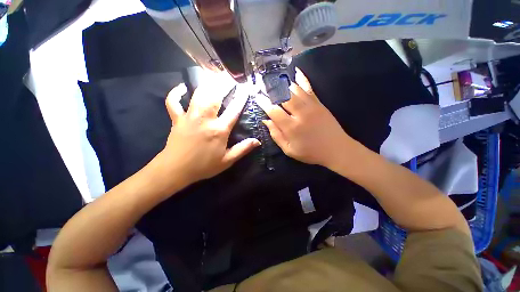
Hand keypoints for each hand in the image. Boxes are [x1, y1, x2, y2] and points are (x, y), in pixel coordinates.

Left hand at [156, 75, 260, 188]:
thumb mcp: (227, 161)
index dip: (241, 98)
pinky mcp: (177, 119)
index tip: (246, 88)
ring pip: (198, 95)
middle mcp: (205, 119)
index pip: (234, 110)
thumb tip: (257, 141)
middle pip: (215, 96)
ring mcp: (189, 117)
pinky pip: (173, 102)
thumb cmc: (204, 166)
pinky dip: (176, 93)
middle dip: (223, 84)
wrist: (176, 170)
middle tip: (229, 76)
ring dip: (206, 84)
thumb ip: (243, 149)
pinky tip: (182, 87)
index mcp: (219, 130)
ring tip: (212, 76)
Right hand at [255, 68, 354, 168]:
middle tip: (263, 84)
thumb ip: (276, 135)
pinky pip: (309, 87)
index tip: (257, 96)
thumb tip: (266, 121)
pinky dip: (302, 78)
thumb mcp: (289, 150)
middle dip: (271, 89)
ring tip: (274, 78)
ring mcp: (311, 106)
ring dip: (283, 83)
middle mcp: (300, 114)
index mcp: (292, 127)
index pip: (273, 111)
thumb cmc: (310, 152)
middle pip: (283, 96)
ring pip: (294, 89)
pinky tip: (296, 71)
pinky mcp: (319, 103)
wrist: (336, 149)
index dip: (264, 103)